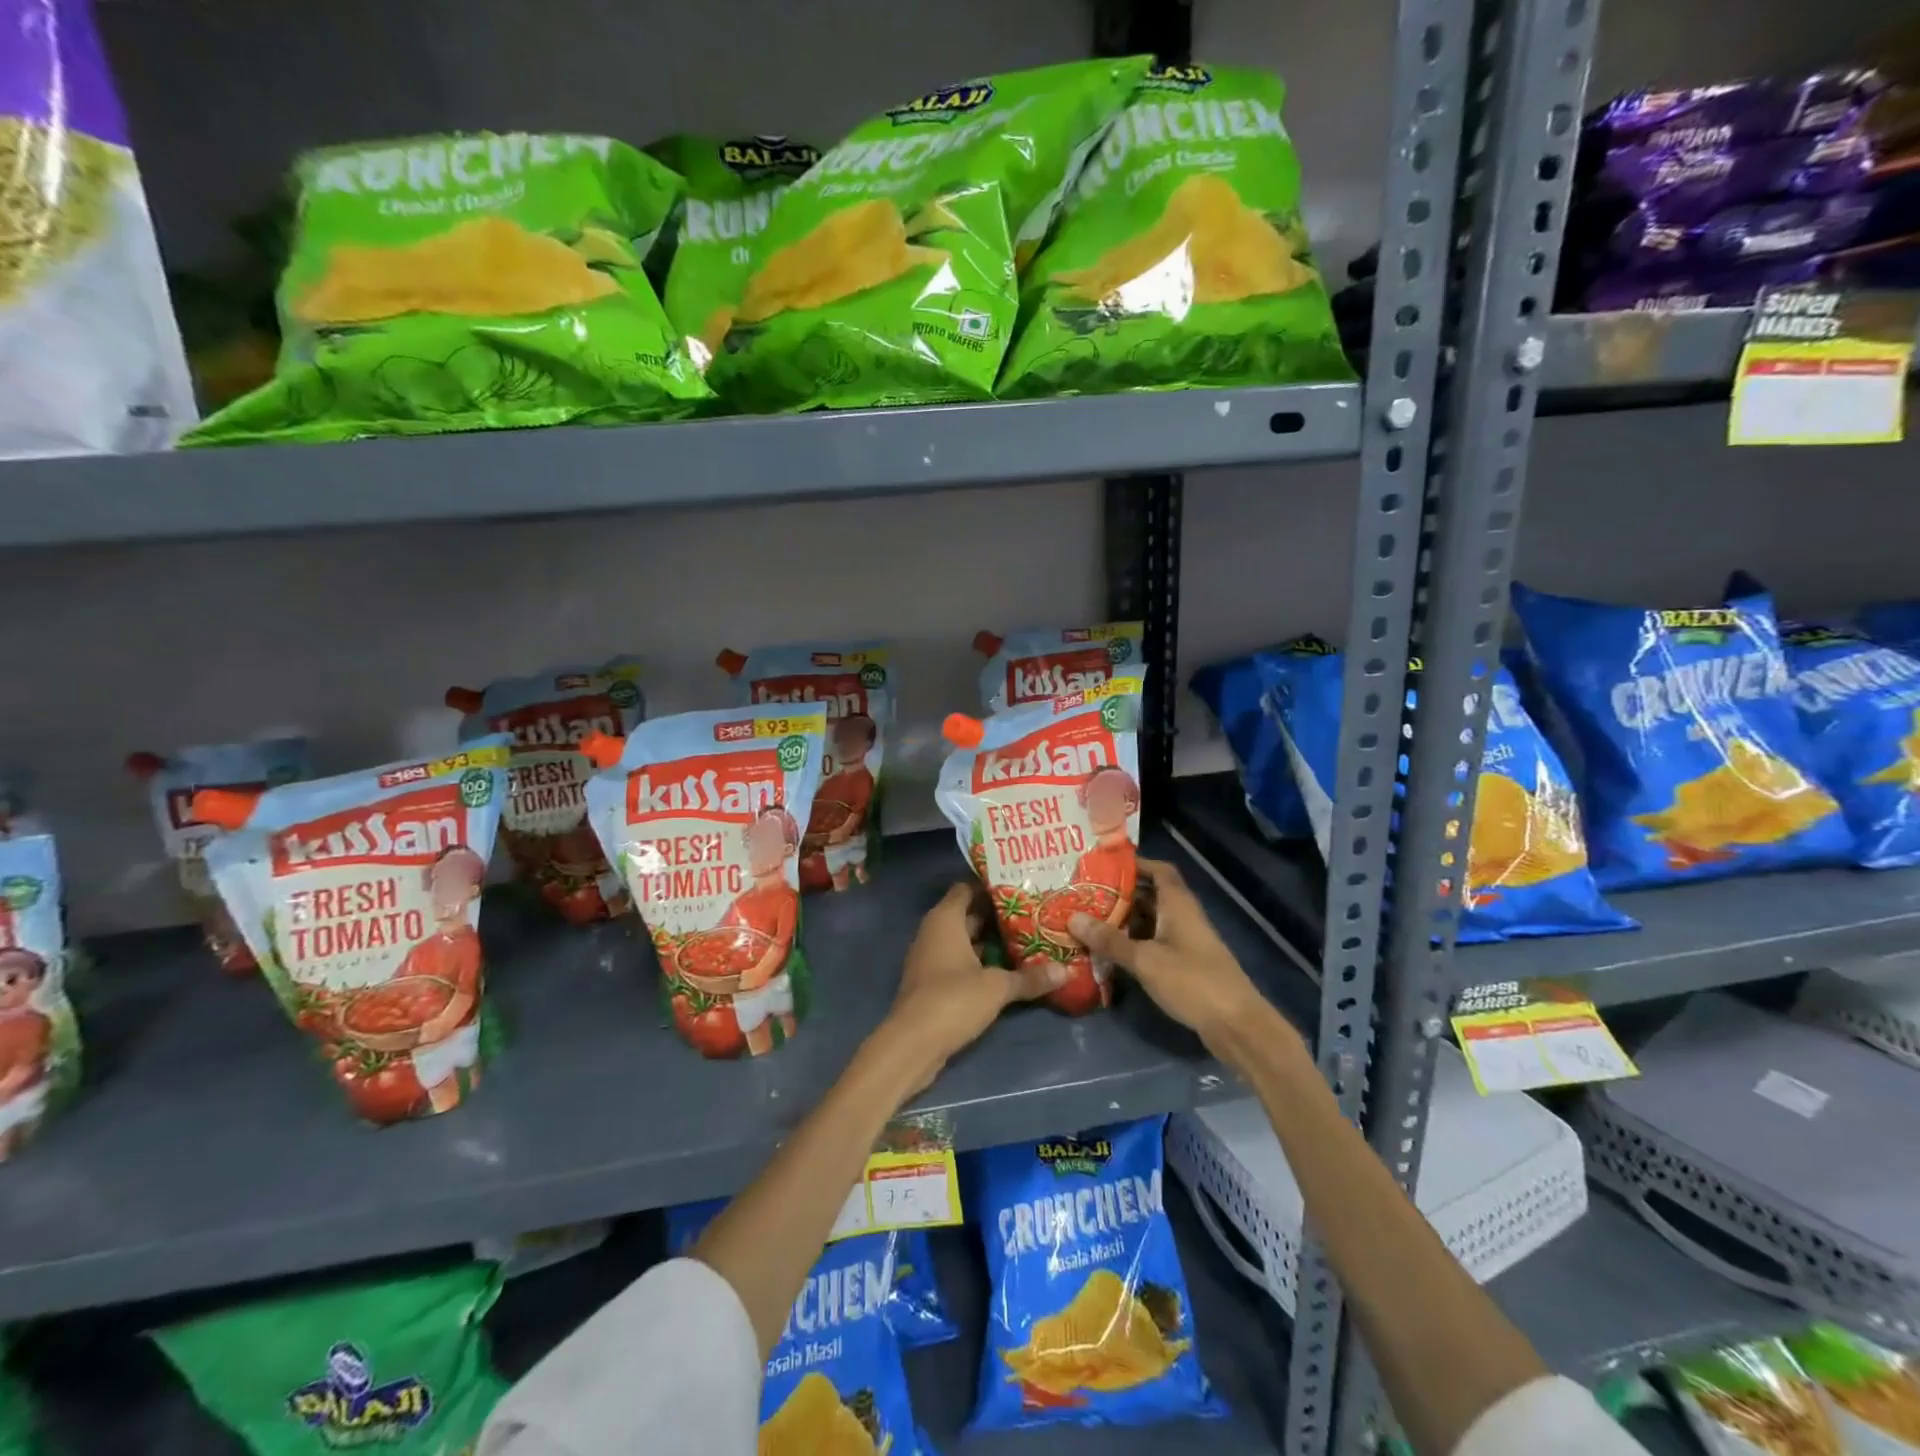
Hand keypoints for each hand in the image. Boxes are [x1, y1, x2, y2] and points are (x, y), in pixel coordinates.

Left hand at [880, 883, 1064, 1089]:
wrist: (912, 1044)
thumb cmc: (952, 999)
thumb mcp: (997, 987)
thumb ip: (1029, 977)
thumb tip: (1065, 971)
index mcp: (945, 919)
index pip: (967, 888)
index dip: (991, 886)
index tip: (1020, 886)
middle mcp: (935, 932)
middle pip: (968, 914)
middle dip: (997, 914)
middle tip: (1033, 912)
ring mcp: (932, 958)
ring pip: (966, 940)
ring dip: (991, 940)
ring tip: (1028, 937)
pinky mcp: (934, 982)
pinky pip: (961, 961)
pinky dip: (981, 962)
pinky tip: (1008, 968)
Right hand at [1069, 858, 1278, 1058]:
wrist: (1236, 1025)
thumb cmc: (1192, 981)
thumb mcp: (1145, 960)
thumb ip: (1109, 940)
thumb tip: (1072, 917)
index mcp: (1178, 904)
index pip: (1159, 870)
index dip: (1134, 864)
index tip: (1103, 866)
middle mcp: (1183, 916)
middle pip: (1150, 895)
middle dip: (1119, 895)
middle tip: (1084, 896)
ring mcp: (1186, 941)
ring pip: (1150, 921)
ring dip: (1124, 921)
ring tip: (1089, 922)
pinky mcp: (1186, 964)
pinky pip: (1154, 943)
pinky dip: (1134, 943)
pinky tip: (1110, 952)